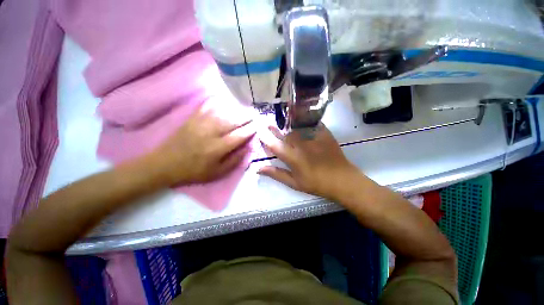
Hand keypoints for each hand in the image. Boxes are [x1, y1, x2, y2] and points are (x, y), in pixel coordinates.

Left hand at [149, 105, 254, 184]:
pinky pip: (206, 105)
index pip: (239, 135)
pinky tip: (224, 100)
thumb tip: (248, 148)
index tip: (259, 125)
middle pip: (233, 120)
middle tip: (255, 114)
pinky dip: (217, 101)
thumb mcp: (217, 173)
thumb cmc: (194, 171)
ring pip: (222, 112)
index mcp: (217, 148)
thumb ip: (235, 160)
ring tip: (245, 108)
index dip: (251, 129)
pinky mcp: (192, 118)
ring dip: (236, 109)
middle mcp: (211, 133)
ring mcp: (200, 123)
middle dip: (246, 116)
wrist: (165, 164)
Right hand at [258, 123, 360, 199]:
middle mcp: (301, 145)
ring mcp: (313, 137)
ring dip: (287, 124)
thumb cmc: (316, 183)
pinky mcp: (323, 133)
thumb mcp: (294, 183)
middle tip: (268, 123)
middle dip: (274, 128)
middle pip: (284, 133)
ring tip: (280, 120)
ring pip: (296, 127)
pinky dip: (303, 121)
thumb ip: (276, 174)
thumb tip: (259, 168)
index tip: (259, 131)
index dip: (265, 137)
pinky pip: (311, 124)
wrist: (342, 179)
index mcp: (293, 158)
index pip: (274, 145)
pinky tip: (299, 118)